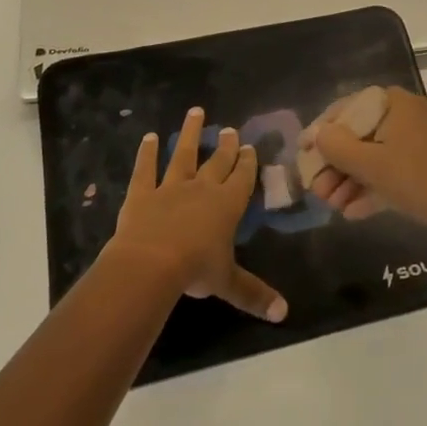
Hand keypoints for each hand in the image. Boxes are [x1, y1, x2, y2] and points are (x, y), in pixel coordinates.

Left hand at [110, 108, 286, 322]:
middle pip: (217, 162)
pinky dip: (146, 153)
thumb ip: (254, 294)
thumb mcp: (228, 283)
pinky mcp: (142, 193)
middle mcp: (202, 188)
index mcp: (227, 204)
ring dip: (189, 133)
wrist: (151, 263)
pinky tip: (148, 137)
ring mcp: (170, 186)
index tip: (249, 146)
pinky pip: (145, 169)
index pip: (242, 178)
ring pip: (182, 154)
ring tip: (194, 112)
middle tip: (230, 129)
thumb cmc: (195, 269)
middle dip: (225, 145)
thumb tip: (284, 314)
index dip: (247, 162)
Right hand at [312, 87, 426, 242]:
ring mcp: (418, 140)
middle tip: (317, 191)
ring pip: (374, 156)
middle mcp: (405, 114)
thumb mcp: (371, 164)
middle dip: (335, 165)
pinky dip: (372, 188)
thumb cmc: (419, 179)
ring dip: (350, 180)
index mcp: (393, 103)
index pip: (346, 109)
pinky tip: (352, 213)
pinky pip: (391, 170)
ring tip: (332, 206)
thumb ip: (337, 147)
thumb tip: (317, 134)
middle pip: (359, 135)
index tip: (303, 155)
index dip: (322, 132)